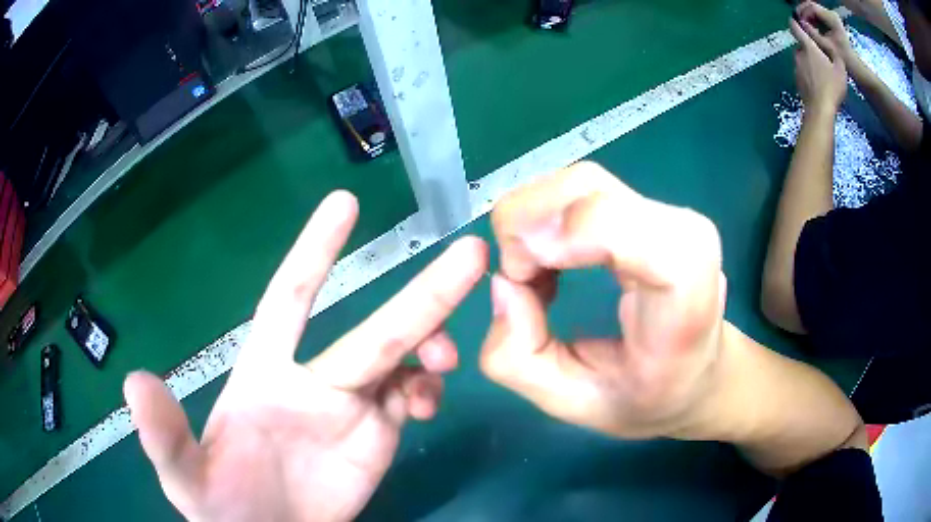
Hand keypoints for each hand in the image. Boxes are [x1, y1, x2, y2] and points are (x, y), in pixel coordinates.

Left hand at [124, 191, 487, 521]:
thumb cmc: (221, 505)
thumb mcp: (182, 474)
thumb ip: (163, 434)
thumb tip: (134, 383)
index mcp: (266, 372)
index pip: (292, 297)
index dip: (315, 249)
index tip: (345, 200)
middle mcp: (315, 379)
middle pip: (377, 328)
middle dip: (424, 291)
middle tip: (470, 253)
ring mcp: (352, 408)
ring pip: (404, 360)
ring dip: (431, 345)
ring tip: (445, 357)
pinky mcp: (379, 437)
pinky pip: (413, 399)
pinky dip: (428, 391)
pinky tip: (429, 402)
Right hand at [479, 162, 727, 439]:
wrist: (698, 373)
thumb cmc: (647, 397)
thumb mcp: (573, 404)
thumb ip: (518, 359)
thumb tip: (501, 283)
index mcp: (685, 293)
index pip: (617, 224)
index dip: (554, 236)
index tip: (518, 280)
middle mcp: (683, 233)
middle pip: (585, 187)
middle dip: (527, 228)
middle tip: (520, 283)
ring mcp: (669, 212)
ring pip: (577, 182)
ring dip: (534, 222)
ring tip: (535, 275)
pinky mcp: (650, 207)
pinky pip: (581, 191)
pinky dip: (548, 218)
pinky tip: (552, 260)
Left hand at [789, 14, 847, 114]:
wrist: (820, 109)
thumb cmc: (832, 86)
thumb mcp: (840, 68)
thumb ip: (833, 53)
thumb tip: (826, 45)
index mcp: (808, 47)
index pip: (796, 28)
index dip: (795, 22)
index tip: (797, 20)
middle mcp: (798, 54)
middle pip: (802, 46)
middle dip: (810, 49)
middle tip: (822, 59)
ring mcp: (796, 68)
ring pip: (802, 59)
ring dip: (810, 62)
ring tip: (822, 74)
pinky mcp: (796, 80)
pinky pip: (803, 72)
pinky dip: (809, 74)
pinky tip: (818, 84)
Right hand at [796, 2, 853, 61]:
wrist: (852, 62)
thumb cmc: (841, 56)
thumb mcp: (826, 45)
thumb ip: (812, 33)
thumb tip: (799, 23)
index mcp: (832, 18)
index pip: (813, 8)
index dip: (804, 13)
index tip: (799, 22)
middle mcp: (831, 13)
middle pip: (812, 5)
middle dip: (803, 12)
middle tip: (798, 20)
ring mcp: (831, 14)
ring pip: (813, 8)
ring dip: (806, 14)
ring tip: (803, 24)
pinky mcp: (830, 17)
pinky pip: (817, 13)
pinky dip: (811, 17)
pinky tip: (810, 25)